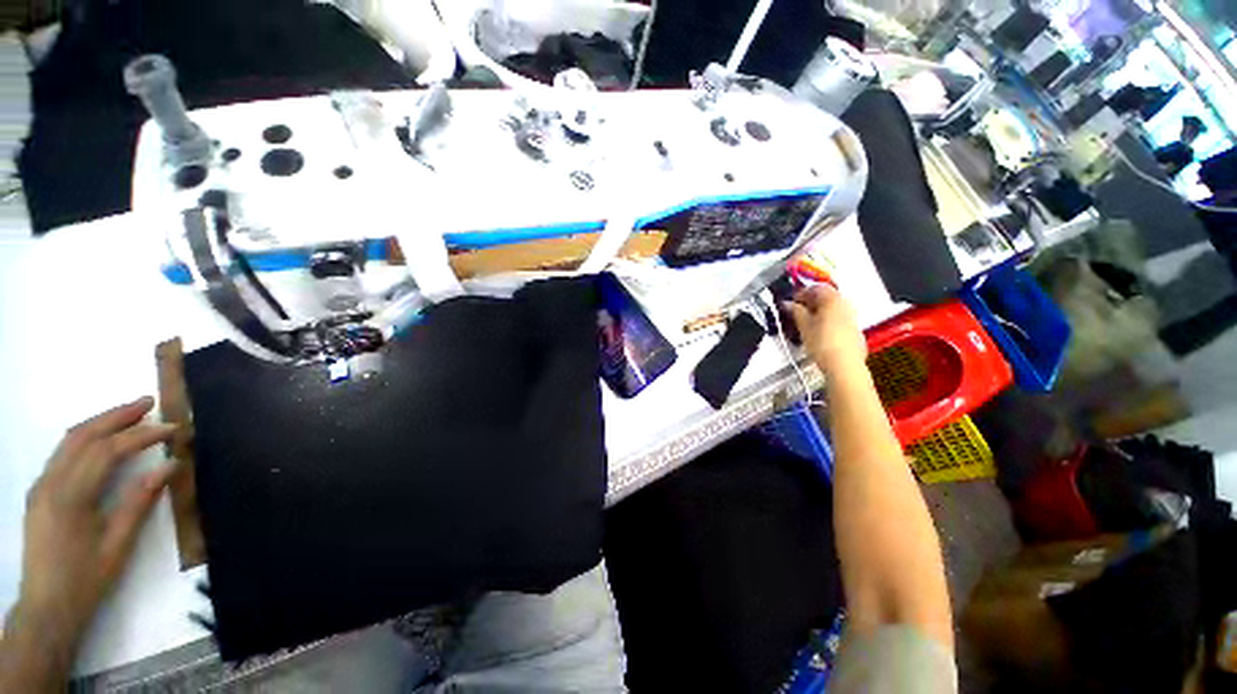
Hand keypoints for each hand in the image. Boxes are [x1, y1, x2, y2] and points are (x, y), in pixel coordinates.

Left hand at [16, 397, 176, 645]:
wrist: (46, 608)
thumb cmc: (87, 580)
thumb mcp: (118, 546)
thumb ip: (139, 502)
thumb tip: (169, 466)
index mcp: (71, 498)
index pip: (108, 452)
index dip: (141, 436)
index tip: (173, 429)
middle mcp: (51, 483)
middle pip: (83, 436)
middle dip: (117, 416)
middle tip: (149, 402)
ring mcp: (41, 486)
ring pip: (69, 441)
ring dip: (100, 422)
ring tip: (130, 414)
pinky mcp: (39, 492)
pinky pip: (62, 453)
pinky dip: (86, 437)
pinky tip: (101, 439)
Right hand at [785, 284, 866, 373]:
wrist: (844, 365)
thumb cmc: (823, 343)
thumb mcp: (804, 325)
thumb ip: (795, 311)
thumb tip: (788, 304)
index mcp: (833, 299)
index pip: (816, 287)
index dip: (802, 292)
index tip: (791, 301)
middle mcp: (846, 304)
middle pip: (827, 296)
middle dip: (811, 302)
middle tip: (797, 311)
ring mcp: (852, 317)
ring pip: (833, 308)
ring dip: (819, 311)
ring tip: (806, 322)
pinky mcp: (854, 330)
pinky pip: (839, 319)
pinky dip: (828, 320)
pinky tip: (819, 332)